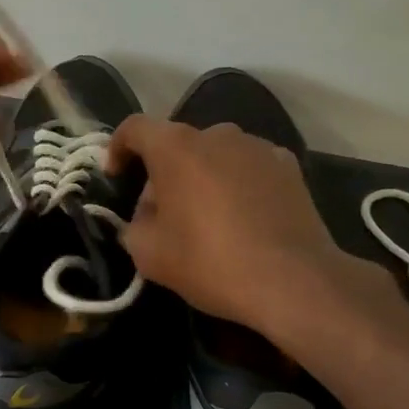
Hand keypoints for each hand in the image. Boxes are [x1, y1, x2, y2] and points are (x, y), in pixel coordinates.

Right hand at [106, 115, 357, 335]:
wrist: (293, 280)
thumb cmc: (210, 262)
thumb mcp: (149, 254)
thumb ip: (134, 226)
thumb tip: (146, 217)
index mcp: (176, 147)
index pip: (136, 128)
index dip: (118, 148)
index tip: (116, 176)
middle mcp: (217, 134)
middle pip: (178, 144)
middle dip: (164, 173)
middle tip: (162, 214)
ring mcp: (258, 147)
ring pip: (216, 154)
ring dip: (203, 176)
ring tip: (207, 217)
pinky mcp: (289, 166)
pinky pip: (249, 167)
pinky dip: (238, 183)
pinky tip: (244, 217)